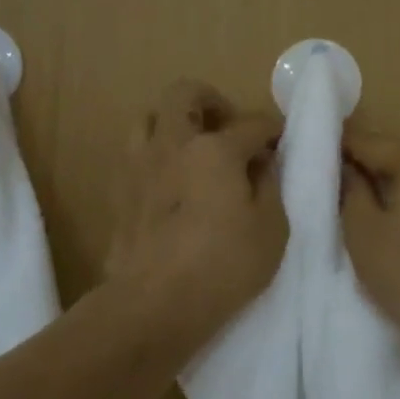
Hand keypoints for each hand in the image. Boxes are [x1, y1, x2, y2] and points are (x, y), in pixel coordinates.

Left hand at [107, 81, 285, 335]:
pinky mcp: (119, 193)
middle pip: (185, 95)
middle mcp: (172, 144)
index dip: (271, 130)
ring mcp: (139, 166)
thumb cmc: (224, 266)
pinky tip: (170, 184)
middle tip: (227, 129)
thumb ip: (271, 186)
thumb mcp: (271, 229)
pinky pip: (135, 155)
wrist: (154, 303)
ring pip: (149, 118)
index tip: (280, 143)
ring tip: (193, 152)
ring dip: (174, 124)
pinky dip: (155, 157)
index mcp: (215, 149)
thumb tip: (264, 163)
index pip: (251, 123)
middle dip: (211, 102)